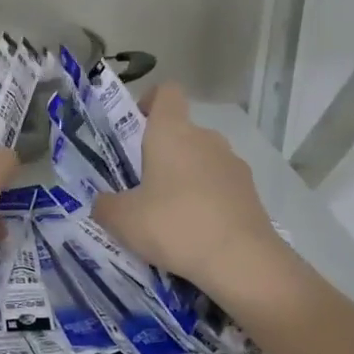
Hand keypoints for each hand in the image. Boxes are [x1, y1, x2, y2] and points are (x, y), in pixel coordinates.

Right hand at [92, 85, 281, 294]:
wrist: (240, 260)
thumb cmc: (173, 225)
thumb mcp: (122, 220)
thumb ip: (105, 205)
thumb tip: (103, 202)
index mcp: (172, 132)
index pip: (166, 92)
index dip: (150, 101)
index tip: (136, 127)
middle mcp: (206, 138)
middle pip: (182, 131)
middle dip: (162, 152)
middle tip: (142, 186)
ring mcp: (233, 164)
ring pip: (202, 159)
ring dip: (186, 177)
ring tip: (170, 215)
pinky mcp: (250, 191)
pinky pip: (220, 185)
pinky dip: (207, 199)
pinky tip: (196, 232)